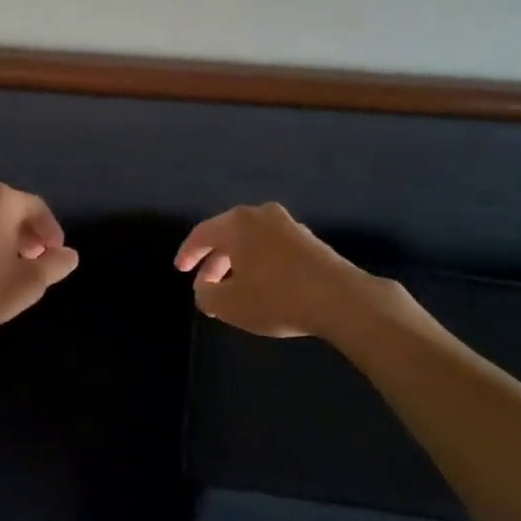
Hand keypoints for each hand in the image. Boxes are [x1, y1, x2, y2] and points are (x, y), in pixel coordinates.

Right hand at [175, 203, 393, 339]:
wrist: (341, 299)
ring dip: (238, 262)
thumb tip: (204, 287)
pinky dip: (260, 262)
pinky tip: (263, 285)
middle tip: (205, 283)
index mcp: (237, 223)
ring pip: (252, 241)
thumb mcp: (229, 304)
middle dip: (214, 260)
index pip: (202, 232)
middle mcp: (261, 215)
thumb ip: (205, 295)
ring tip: (233, 288)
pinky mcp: (310, 240)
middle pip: (228, 234)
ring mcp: (289, 225)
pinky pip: (272, 247)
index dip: (188, 252)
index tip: (180, 270)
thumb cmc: (276, 297)